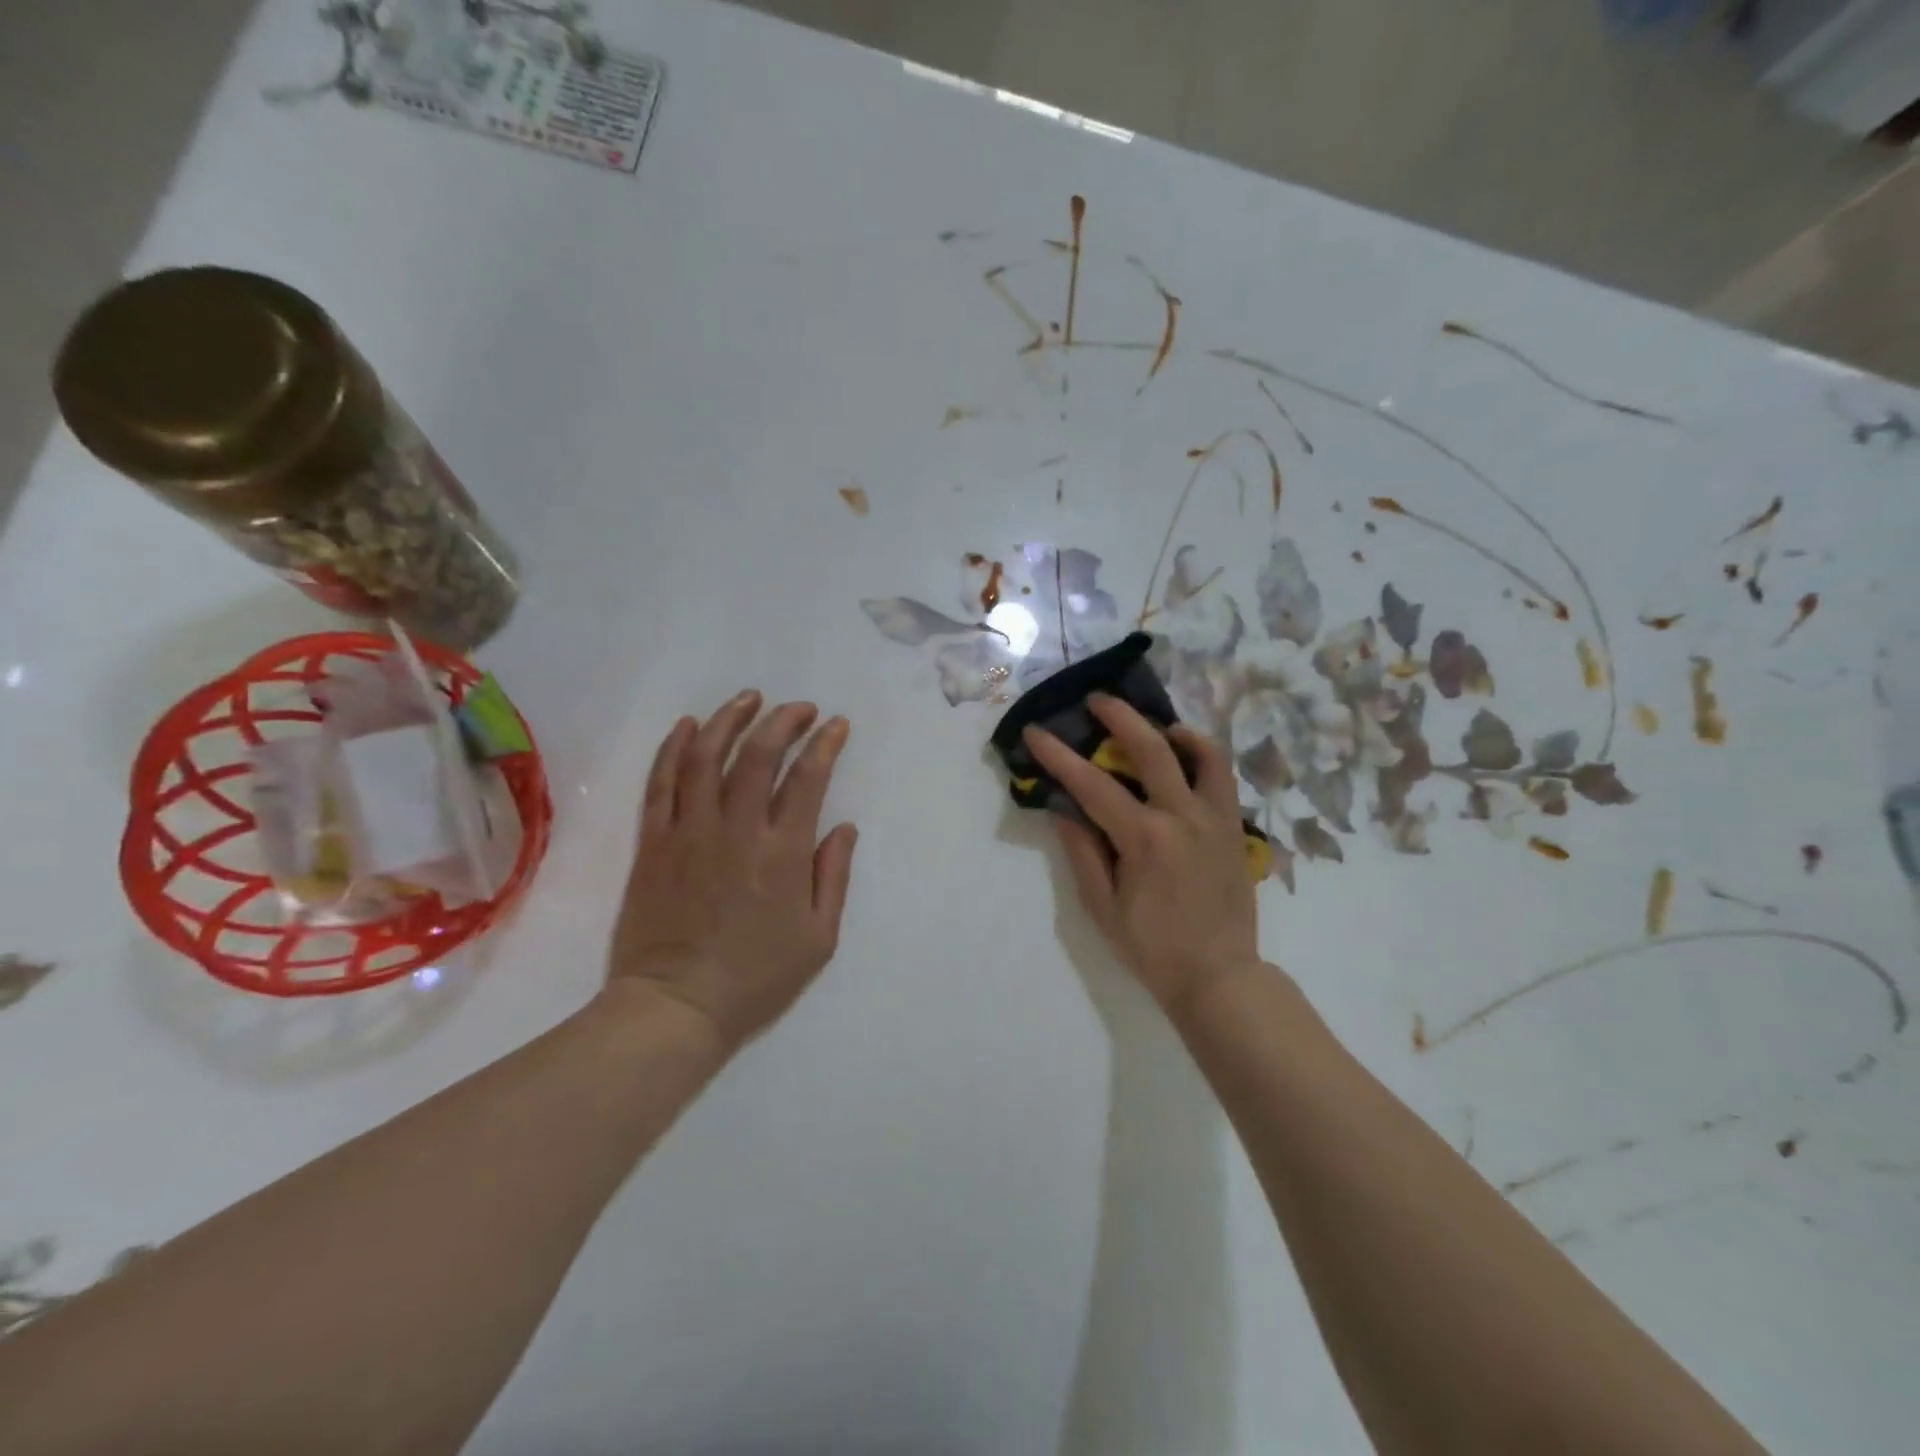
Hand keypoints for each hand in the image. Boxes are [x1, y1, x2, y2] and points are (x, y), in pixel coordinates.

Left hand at [607, 690, 857, 1052]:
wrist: (674, 1007)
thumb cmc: (756, 978)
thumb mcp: (818, 939)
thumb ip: (833, 877)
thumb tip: (844, 827)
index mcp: (782, 854)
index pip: (807, 779)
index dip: (824, 744)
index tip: (836, 724)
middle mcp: (736, 830)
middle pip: (758, 755)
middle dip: (783, 721)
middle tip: (799, 707)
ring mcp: (689, 832)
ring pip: (706, 757)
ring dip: (729, 720)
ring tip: (748, 698)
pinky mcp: (653, 843)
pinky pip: (661, 783)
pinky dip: (674, 748)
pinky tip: (687, 726)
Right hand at [1024, 694, 1260, 1015]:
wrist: (1219, 976)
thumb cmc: (1152, 948)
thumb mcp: (1103, 906)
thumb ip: (1083, 852)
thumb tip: (1063, 808)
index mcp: (1145, 839)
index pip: (1093, 785)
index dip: (1059, 756)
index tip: (1036, 732)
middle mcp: (1183, 817)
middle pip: (1149, 748)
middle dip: (1118, 716)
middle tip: (1095, 700)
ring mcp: (1215, 818)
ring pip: (1200, 752)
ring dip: (1170, 728)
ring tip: (1150, 722)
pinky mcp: (1234, 827)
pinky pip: (1223, 776)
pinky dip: (1203, 753)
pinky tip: (1186, 752)